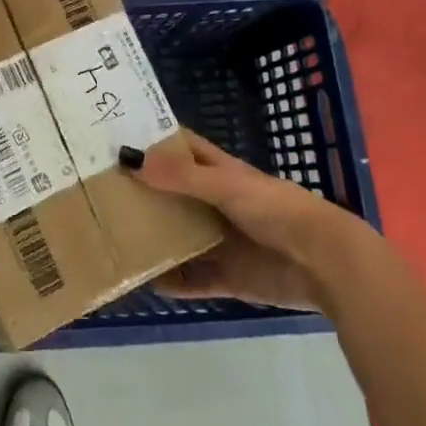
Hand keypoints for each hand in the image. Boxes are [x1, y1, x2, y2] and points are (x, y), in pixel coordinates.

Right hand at [135, 134, 366, 311]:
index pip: (182, 148)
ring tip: (116, 238)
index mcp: (220, 173)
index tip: (117, 141)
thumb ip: (181, 177)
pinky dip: (176, 283)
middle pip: (175, 194)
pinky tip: (148, 284)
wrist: (324, 262)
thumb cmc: (275, 209)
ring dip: (157, 238)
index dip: (154, 142)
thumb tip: (131, 163)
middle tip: (102, 193)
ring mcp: (224, 242)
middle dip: (145, 193)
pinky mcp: (231, 277)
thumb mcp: (226, 186)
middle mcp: (218, 203)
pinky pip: (196, 280)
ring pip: (182, 238)